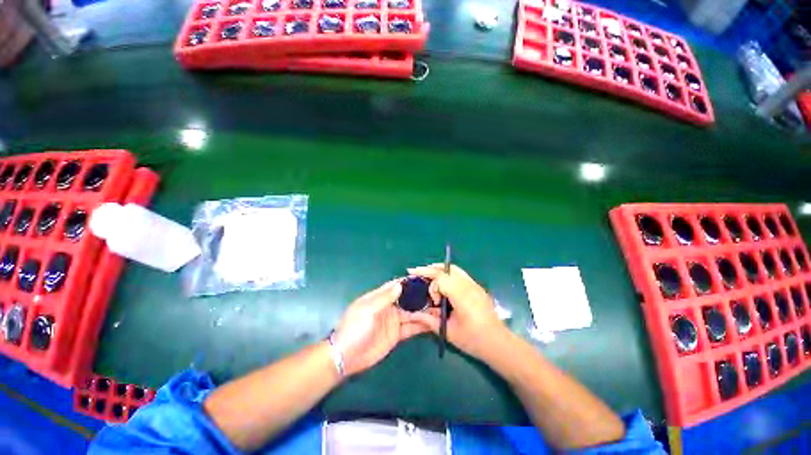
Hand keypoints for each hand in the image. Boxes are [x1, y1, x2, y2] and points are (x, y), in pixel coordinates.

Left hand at [332, 280, 430, 375]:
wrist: (346, 357)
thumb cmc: (354, 329)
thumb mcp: (367, 310)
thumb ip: (384, 298)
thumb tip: (400, 284)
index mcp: (379, 298)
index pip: (396, 286)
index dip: (409, 282)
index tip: (424, 279)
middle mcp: (388, 307)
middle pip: (406, 299)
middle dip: (419, 296)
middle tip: (437, 294)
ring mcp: (393, 321)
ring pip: (411, 313)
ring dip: (423, 311)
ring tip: (439, 307)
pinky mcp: (397, 335)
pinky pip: (411, 328)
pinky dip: (421, 325)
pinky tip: (433, 323)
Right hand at [404, 264, 506, 359]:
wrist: (498, 343)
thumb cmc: (473, 340)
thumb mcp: (449, 332)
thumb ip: (429, 321)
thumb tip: (412, 315)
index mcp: (462, 297)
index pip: (442, 279)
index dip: (432, 287)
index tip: (433, 301)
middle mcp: (469, 286)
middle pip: (446, 269)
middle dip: (429, 269)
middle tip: (415, 271)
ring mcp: (474, 285)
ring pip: (454, 269)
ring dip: (439, 269)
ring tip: (427, 273)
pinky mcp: (477, 287)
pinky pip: (460, 274)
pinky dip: (447, 273)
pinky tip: (442, 281)